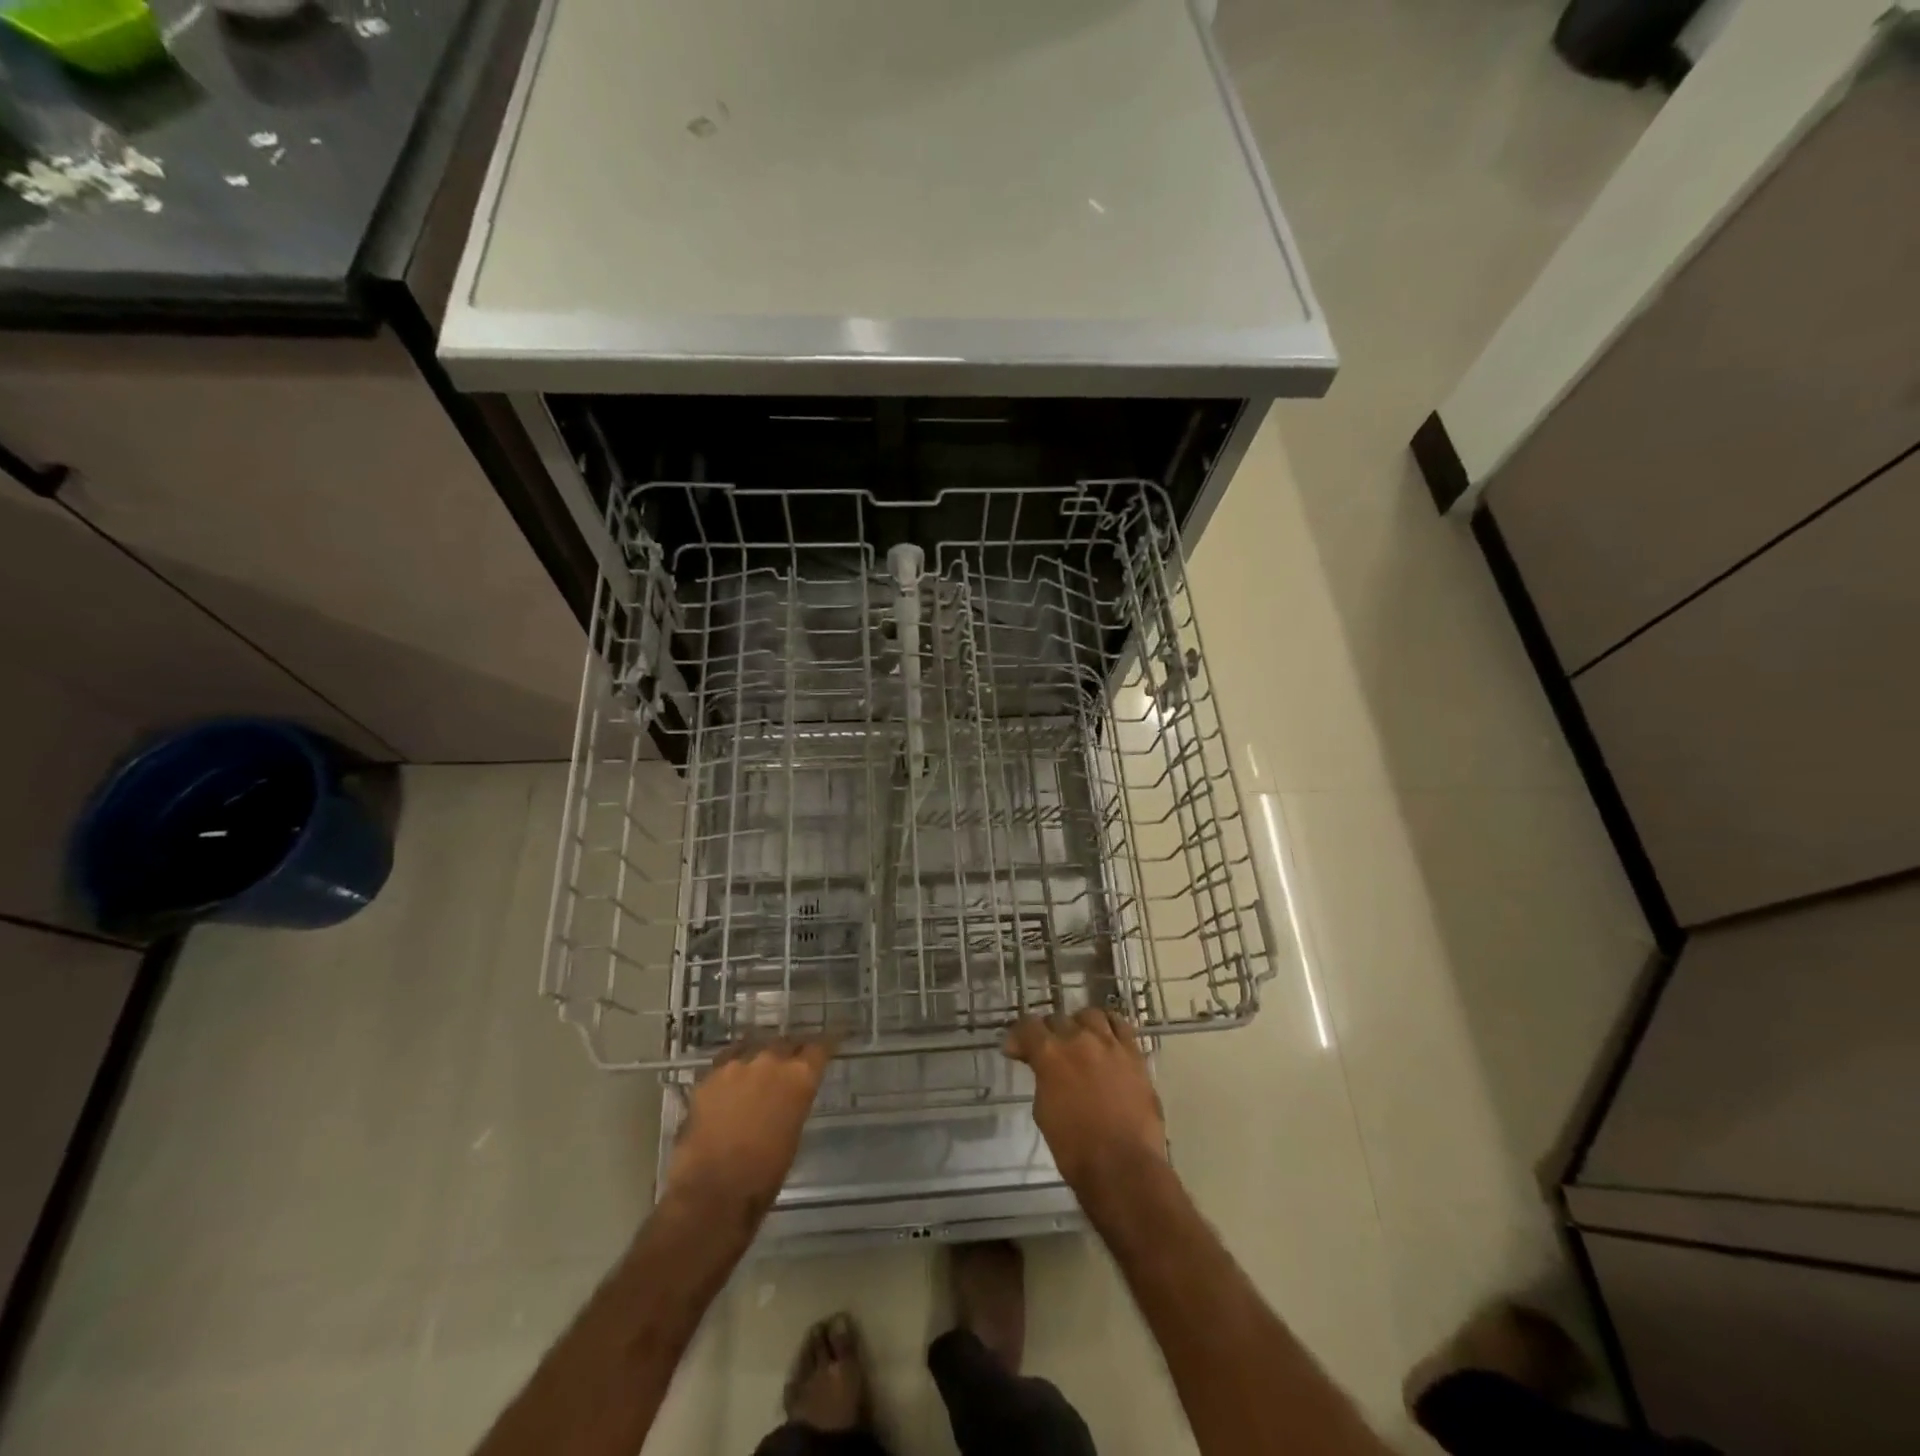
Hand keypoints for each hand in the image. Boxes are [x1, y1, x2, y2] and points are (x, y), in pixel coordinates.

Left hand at [662, 1039, 834, 1218]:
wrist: (713, 1192)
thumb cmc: (764, 1174)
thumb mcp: (794, 1133)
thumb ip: (793, 1102)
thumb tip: (787, 1096)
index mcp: (799, 1077)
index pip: (819, 1048)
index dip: (822, 1048)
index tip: (827, 1046)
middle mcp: (771, 1061)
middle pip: (785, 1043)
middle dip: (788, 1053)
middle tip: (788, 1066)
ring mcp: (737, 1065)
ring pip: (752, 1048)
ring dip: (758, 1059)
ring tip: (755, 1072)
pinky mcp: (709, 1077)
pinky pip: (725, 1063)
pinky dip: (731, 1071)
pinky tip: (729, 1084)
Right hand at [1005, 1008, 1165, 1193]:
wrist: (1123, 1166)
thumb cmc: (1075, 1148)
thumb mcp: (1044, 1111)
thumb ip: (1043, 1079)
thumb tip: (1044, 1069)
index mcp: (1051, 1054)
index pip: (1028, 1026)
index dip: (1018, 1036)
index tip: (1015, 1050)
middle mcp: (1079, 1039)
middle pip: (1058, 1019)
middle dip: (1048, 1033)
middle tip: (1046, 1050)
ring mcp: (1110, 1044)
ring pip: (1090, 1015)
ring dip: (1079, 1025)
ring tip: (1079, 1039)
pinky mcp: (1134, 1054)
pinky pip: (1122, 1026)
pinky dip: (1110, 1027)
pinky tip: (1107, 1038)